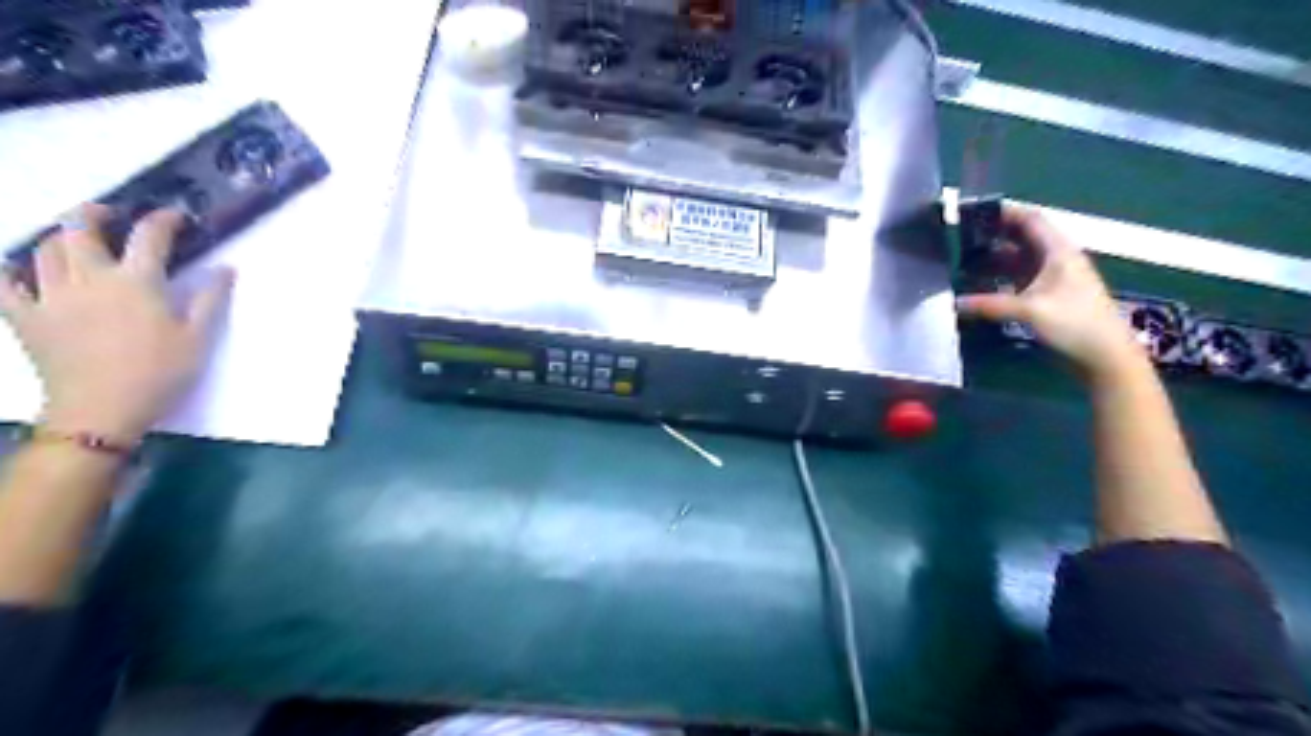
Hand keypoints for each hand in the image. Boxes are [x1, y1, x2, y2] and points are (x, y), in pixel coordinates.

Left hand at [0, 206, 233, 443]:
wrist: (101, 409)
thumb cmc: (160, 373)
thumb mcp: (199, 338)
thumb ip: (211, 299)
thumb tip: (226, 269)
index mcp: (137, 283)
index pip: (149, 237)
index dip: (163, 220)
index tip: (174, 216)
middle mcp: (90, 279)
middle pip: (79, 230)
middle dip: (92, 214)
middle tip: (107, 212)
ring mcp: (50, 296)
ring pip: (44, 250)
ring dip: (60, 238)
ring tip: (73, 239)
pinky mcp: (25, 316)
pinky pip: (5, 284)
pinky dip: (9, 270)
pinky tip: (18, 268)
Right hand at [960, 207, 1144, 378]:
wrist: (1105, 357)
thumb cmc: (1074, 324)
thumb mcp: (1029, 311)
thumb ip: (989, 305)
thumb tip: (953, 304)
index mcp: (1058, 252)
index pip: (1030, 219)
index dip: (1004, 212)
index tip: (975, 211)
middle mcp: (1056, 259)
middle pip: (1022, 238)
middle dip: (993, 235)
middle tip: (961, 237)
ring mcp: (1053, 279)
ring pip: (1018, 259)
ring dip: (993, 259)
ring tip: (963, 261)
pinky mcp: (1049, 297)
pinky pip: (1018, 278)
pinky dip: (999, 278)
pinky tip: (979, 285)